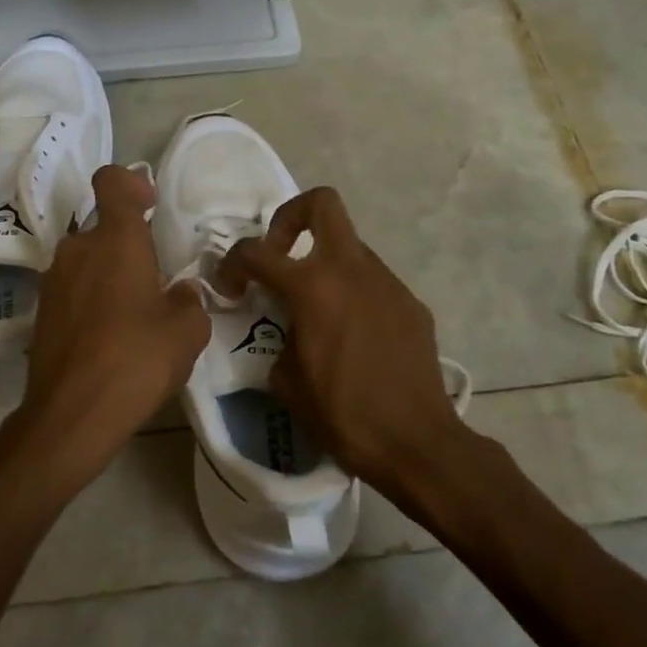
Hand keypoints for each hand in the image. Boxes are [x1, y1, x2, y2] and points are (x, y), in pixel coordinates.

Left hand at [5, 165, 209, 493]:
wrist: (71, 415)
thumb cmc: (136, 361)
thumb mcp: (187, 332)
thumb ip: (189, 301)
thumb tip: (179, 292)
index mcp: (115, 241)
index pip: (112, 181)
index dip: (132, 182)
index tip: (150, 206)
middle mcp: (77, 250)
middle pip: (103, 229)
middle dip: (129, 247)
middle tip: (155, 283)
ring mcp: (53, 281)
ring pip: (87, 261)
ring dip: (109, 275)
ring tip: (134, 317)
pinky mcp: (41, 311)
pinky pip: (73, 289)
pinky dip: (91, 300)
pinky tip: (109, 338)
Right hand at [222, 187, 468, 495]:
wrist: (415, 442)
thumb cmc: (341, 414)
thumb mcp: (286, 380)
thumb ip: (279, 340)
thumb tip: (286, 331)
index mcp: (312, 288)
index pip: (256, 251)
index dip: (232, 264)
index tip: (231, 289)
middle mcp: (351, 271)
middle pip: (321, 204)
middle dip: (291, 218)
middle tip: (280, 256)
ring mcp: (387, 283)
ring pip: (349, 247)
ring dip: (325, 264)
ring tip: (318, 310)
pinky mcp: (410, 304)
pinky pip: (373, 283)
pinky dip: (354, 294)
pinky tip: (353, 335)